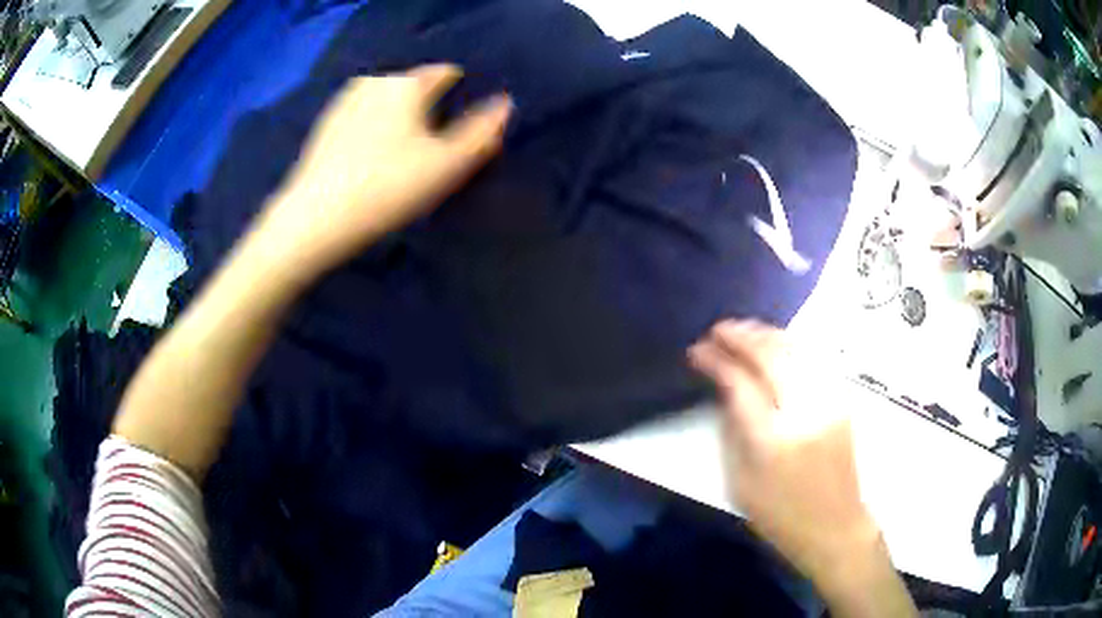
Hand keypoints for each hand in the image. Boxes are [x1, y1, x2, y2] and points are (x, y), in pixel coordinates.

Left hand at [254, 64, 512, 277]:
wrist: (315, 218)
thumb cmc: (387, 187)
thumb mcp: (446, 164)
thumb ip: (481, 132)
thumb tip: (506, 103)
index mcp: (405, 84)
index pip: (442, 73)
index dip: (459, 87)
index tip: (466, 108)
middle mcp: (373, 83)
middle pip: (411, 85)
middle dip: (428, 101)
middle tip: (438, 133)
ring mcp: (343, 103)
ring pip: (384, 100)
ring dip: (399, 114)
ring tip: (407, 144)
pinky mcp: (324, 128)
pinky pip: (361, 117)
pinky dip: (374, 127)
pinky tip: (373, 154)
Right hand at [688, 320, 878, 585]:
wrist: (835, 526)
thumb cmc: (781, 515)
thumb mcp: (741, 482)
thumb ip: (733, 431)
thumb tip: (724, 389)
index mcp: (773, 440)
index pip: (741, 384)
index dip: (717, 361)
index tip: (697, 350)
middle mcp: (806, 411)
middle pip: (772, 357)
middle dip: (741, 337)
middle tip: (717, 330)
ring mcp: (829, 401)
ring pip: (797, 350)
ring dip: (766, 335)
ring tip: (741, 330)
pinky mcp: (842, 400)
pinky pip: (814, 358)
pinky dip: (790, 343)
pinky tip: (775, 342)